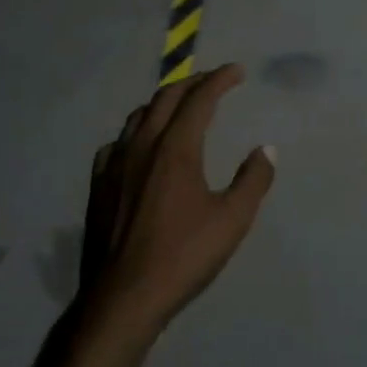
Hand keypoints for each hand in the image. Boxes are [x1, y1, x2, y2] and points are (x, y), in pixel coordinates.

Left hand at [79, 65, 276, 337]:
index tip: (236, 71)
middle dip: (191, 83)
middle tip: (212, 81)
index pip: (199, 100)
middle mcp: (142, 146)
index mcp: (175, 148)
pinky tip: (139, 146)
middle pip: (165, 98)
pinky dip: (136, 132)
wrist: (124, 296)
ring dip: (162, 103)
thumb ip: (253, 180)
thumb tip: (266, 149)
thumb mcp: (232, 220)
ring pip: (138, 117)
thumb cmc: (183, 256)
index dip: (219, 80)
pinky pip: (117, 143)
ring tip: (178, 106)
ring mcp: (115, 164)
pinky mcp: (99, 185)